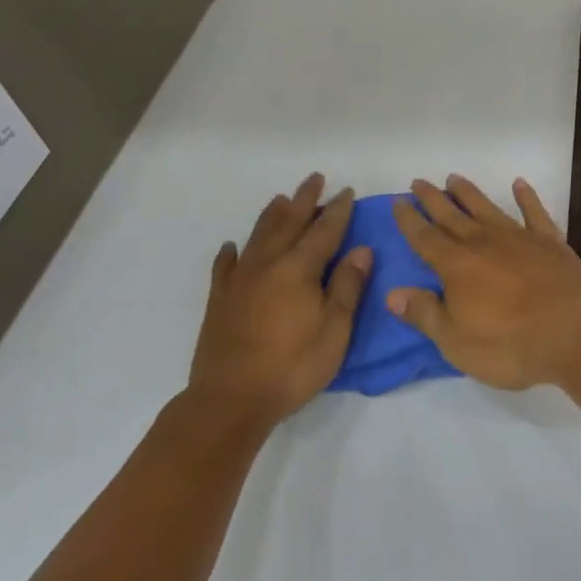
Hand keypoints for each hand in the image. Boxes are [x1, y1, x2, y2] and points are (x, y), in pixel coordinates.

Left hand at [187, 175, 371, 425]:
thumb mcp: (334, 331)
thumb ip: (347, 287)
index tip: (347, 191)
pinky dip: (230, 253)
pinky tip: (232, 247)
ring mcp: (240, 280)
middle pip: (289, 222)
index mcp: (299, 269)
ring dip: (273, 215)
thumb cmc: (291, 368)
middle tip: (315, 178)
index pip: (324, 230)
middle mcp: (268, 264)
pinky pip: (225, 266)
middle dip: (305, 199)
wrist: (229, 401)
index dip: (338, 210)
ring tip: (281, 199)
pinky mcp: (219, 299)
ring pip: (258, 235)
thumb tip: (361, 249)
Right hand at [388, 176, 580, 390]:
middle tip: (418, 181)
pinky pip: (534, 212)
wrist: (573, 330)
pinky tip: (519, 184)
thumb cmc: (509, 344)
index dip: (410, 220)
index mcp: (457, 266)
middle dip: (432, 199)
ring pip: (486, 208)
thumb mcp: (456, 341)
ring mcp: (518, 237)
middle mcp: (484, 242)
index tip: (398, 201)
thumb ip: (425, 313)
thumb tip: (392, 293)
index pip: (425, 238)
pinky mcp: (549, 241)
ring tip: (454, 178)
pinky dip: (526, 197)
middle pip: (452, 216)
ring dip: (468, 193)